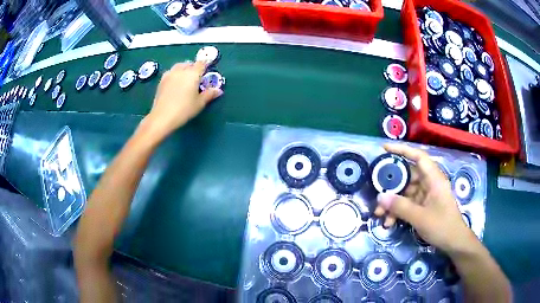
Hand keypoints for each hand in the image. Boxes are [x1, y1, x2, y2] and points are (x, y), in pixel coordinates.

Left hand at [145, 61, 222, 137]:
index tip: (207, 71)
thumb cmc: (184, 110)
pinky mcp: (162, 81)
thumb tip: (218, 90)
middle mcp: (181, 70)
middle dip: (194, 68)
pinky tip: (175, 83)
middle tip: (197, 77)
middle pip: (189, 64)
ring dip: (183, 69)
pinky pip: (171, 73)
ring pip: (179, 67)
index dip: (205, 66)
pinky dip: (175, 75)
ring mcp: (170, 74)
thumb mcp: (200, 103)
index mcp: (193, 73)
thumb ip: (209, 94)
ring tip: (185, 78)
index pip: (201, 64)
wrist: (162, 117)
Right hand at [374, 143, 477, 253]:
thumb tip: (380, 196)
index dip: (402, 150)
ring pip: (406, 192)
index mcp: (433, 179)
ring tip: (379, 215)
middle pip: (408, 176)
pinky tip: (389, 222)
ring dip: (393, 203)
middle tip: (376, 192)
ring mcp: (427, 195)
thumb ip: (400, 206)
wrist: (454, 242)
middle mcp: (430, 183)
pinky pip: (409, 204)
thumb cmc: (442, 226)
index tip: (384, 148)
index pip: (418, 157)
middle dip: (391, 186)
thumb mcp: (420, 217)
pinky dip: (399, 211)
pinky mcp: (425, 206)